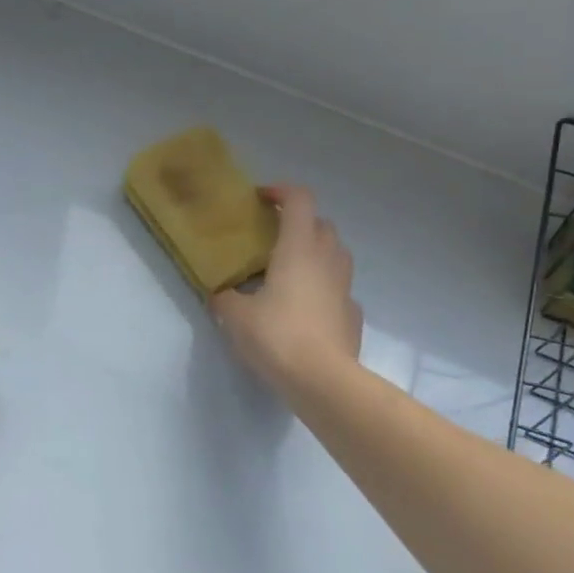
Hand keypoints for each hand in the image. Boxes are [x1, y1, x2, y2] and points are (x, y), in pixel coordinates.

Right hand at [210, 185, 362, 394]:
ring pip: (336, 254)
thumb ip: (225, 298)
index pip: (299, 200)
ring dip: (316, 253)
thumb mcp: (235, 317)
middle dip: (300, 223)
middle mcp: (327, 259)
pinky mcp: (353, 315)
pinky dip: (325, 289)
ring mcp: (345, 287)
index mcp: (298, 248)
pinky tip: (307, 309)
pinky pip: (339, 290)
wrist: (323, 380)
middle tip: (273, 240)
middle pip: (321, 224)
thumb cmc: (276, 336)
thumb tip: (219, 294)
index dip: (281, 192)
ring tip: (290, 273)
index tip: (261, 199)